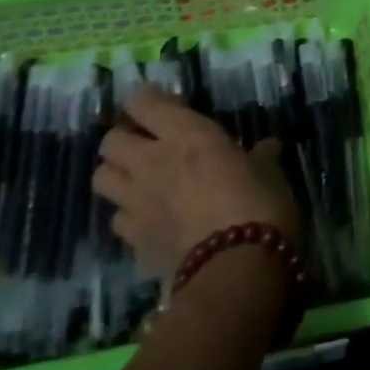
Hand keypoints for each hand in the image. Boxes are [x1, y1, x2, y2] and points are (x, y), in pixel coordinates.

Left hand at [94, 86, 300, 277]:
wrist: (237, 269)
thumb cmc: (258, 203)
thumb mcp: (267, 171)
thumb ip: (259, 156)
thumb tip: (268, 148)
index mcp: (185, 133)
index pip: (142, 101)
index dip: (147, 101)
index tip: (163, 107)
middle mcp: (152, 162)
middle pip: (110, 140)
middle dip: (123, 140)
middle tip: (147, 146)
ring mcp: (138, 204)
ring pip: (101, 179)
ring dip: (117, 177)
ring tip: (139, 182)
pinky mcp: (135, 243)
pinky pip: (119, 223)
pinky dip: (131, 220)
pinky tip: (151, 224)